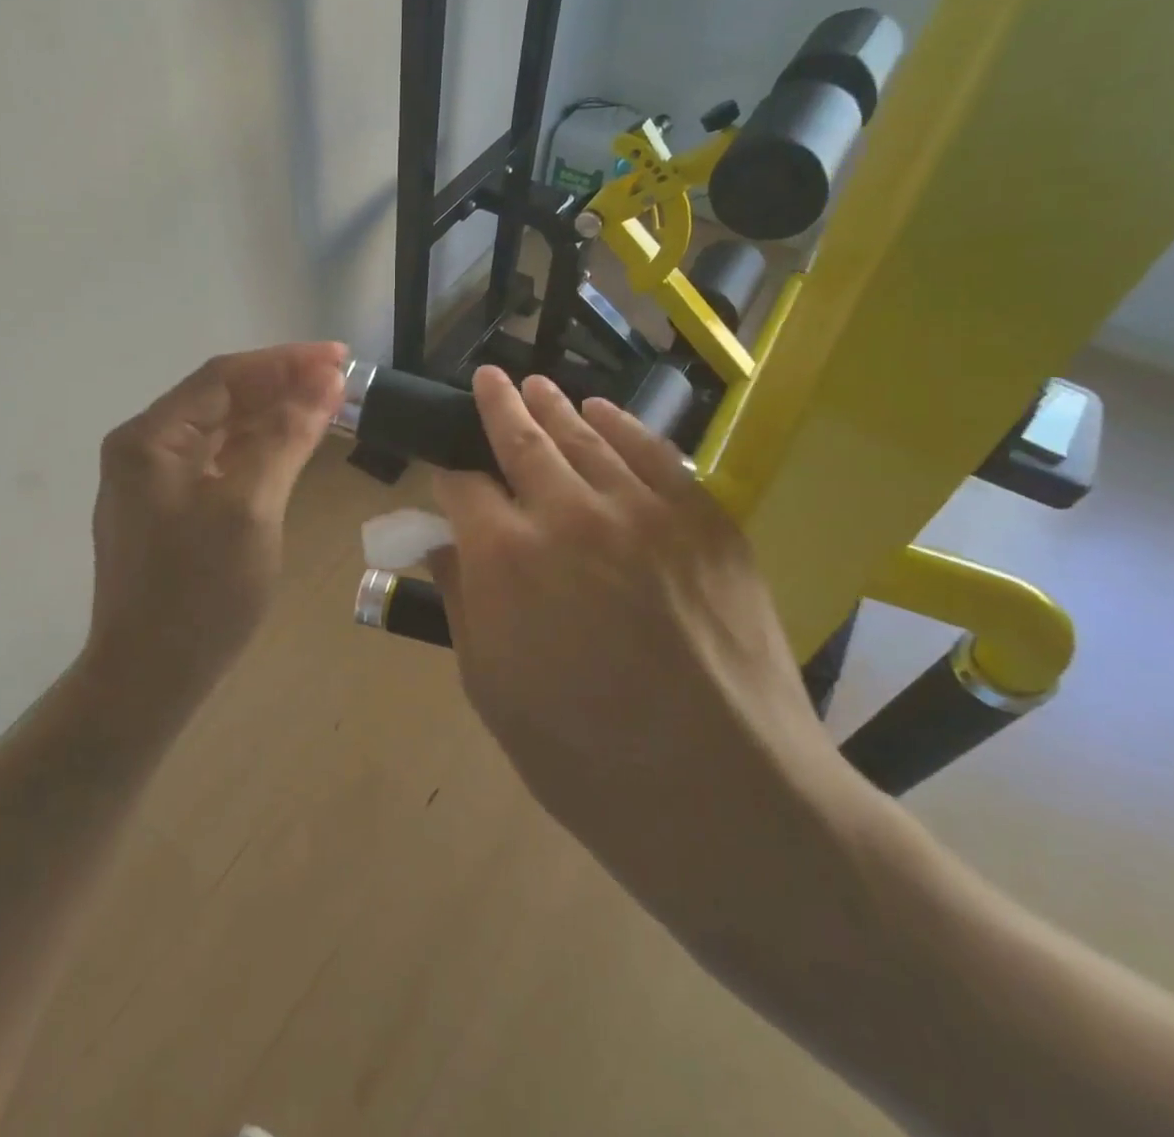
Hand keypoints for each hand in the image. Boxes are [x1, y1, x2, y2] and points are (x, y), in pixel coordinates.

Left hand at [82, 343, 345, 712]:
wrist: (148, 680)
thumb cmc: (199, 594)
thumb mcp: (251, 507)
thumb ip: (287, 437)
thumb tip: (326, 380)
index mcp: (150, 438)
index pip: (223, 377)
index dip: (285, 362)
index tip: (341, 358)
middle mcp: (144, 449)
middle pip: (221, 399)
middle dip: (281, 385)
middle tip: (342, 380)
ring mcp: (152, 482)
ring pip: (221, 431)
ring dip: (272, 416)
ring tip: (327, 404)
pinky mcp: (168, 511)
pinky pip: (218, 463)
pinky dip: (256, 450)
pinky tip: (290, 445)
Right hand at [428, 366, 870, 939]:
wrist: (726, 795)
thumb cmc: (586, 757)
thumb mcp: (491, 689)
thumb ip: (462, 602)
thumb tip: (447, 547)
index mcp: (504, 556)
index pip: (461, 485)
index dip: (448, 473)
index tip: (446, 470)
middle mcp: (568, 513)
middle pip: (521, 438)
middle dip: (497, 405)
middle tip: (488, 379)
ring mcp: (643, 509)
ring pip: (585, 434)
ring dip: (553, 406)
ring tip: (535, 386)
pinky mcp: (704, 518)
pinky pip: (654, 452)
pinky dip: (621, 424)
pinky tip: (602, 412)